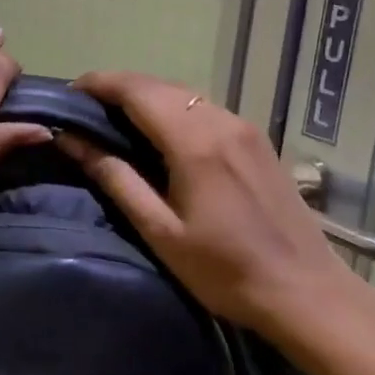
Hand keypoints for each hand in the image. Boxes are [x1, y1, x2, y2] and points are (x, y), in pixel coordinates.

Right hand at [55, 71, 374, 365]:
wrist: (306, 292)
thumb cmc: (224, 270)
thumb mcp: (160, 231)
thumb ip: (116, 178)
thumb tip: (72, 140)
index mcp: (194, 141)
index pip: (136, 89)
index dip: (99, 83)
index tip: (69, 93)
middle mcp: (221, 121)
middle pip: (159, 85)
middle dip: (118, 87)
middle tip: (85, 109)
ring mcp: (244, 127)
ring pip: (184, 94)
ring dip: (146, 96)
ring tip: (115, 119)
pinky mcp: (258, 139)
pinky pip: (205, 108)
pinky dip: (173, 108)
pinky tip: (160, 132)